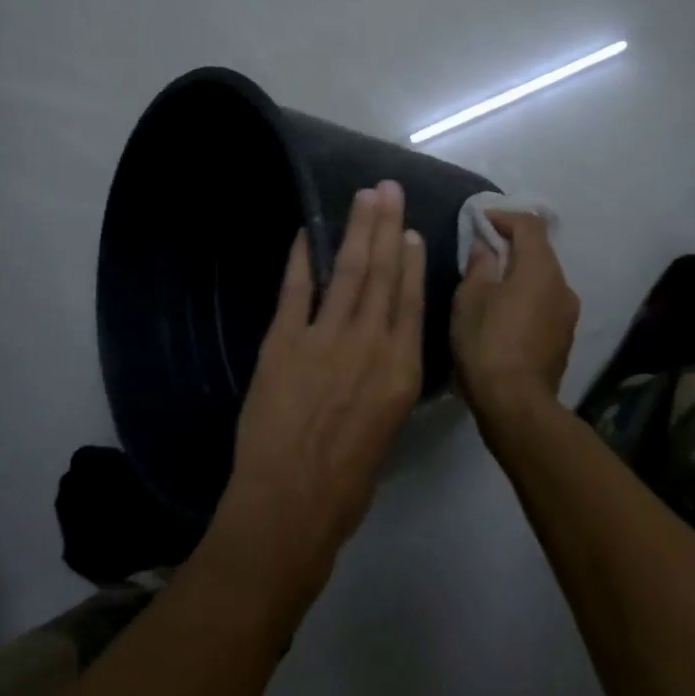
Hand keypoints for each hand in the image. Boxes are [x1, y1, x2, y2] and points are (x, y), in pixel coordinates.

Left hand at [210, 182, 424, 604]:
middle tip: (386, 189)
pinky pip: (295, 291)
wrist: (289, 506)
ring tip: (362, 198)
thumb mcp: (387, 430)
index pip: (411, 303)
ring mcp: (325, 340)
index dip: (411, 262)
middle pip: (382, 275)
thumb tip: (384, 351)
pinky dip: (301, 260)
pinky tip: (306, 233)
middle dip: (385, 227)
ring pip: (348, 273)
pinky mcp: (283, 343)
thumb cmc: (347, 483)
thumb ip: (388, 383)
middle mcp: (370, 345)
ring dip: (354, 231)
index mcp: (401, 371)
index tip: (410, 230)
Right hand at [451, 212, 579, 423]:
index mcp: (540, 269)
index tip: (480, 220)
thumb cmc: (487, 342)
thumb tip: (485, 247)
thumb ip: (479, 265)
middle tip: (481, 251)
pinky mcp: (563, 339)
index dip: (504, 216)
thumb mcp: (470, 298)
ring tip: (490, 285)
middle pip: (539, 252)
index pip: (530, 225)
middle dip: (511, 245)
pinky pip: (544, 304)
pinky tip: (503, 314)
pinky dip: (525, 298)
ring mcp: (567, 315)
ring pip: (543, 280)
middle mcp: (562, 286)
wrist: (515, 404)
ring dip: (519, 274)